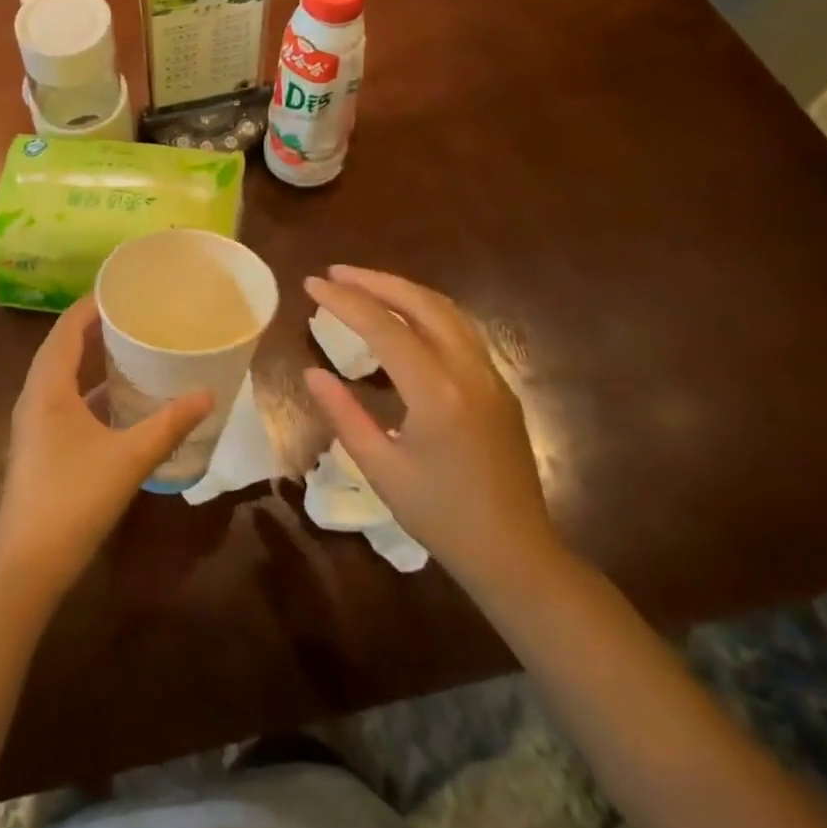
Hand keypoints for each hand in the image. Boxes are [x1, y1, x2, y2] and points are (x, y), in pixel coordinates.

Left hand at [0, 295, 211, 597]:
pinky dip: (90, 391)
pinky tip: (120, 401)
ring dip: (91, 359)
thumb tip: (208, 395)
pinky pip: (65, 402)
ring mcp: (34, 424)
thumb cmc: (75, 498)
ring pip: (62, 377)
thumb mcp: (129, 457)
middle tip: (134, 314)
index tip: (122, 288)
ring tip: (130, 347)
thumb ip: (169, 424)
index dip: (91, 304)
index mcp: (48, 387)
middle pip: (62, 347)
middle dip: (94, 327)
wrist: (28, 564)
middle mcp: (35, 397)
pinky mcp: (40, 446)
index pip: (67, 328)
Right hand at [303, 266, 568, 595]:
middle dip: (375, 281)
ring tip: (364, 285)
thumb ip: (344, 414)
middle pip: (422, 303)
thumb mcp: (381, 469)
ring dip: (403, 290)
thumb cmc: (441, 517)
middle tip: (335, 273)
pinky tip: (403, 319)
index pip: (383, 327)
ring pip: (447, 311)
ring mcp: (490, 375)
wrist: (516, 554)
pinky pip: (460, 330)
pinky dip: (425, 311)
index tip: (311, 285)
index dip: (344, 301)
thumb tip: (312, 372)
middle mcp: (469, 371)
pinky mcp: (499, 386)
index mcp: (437, 393)